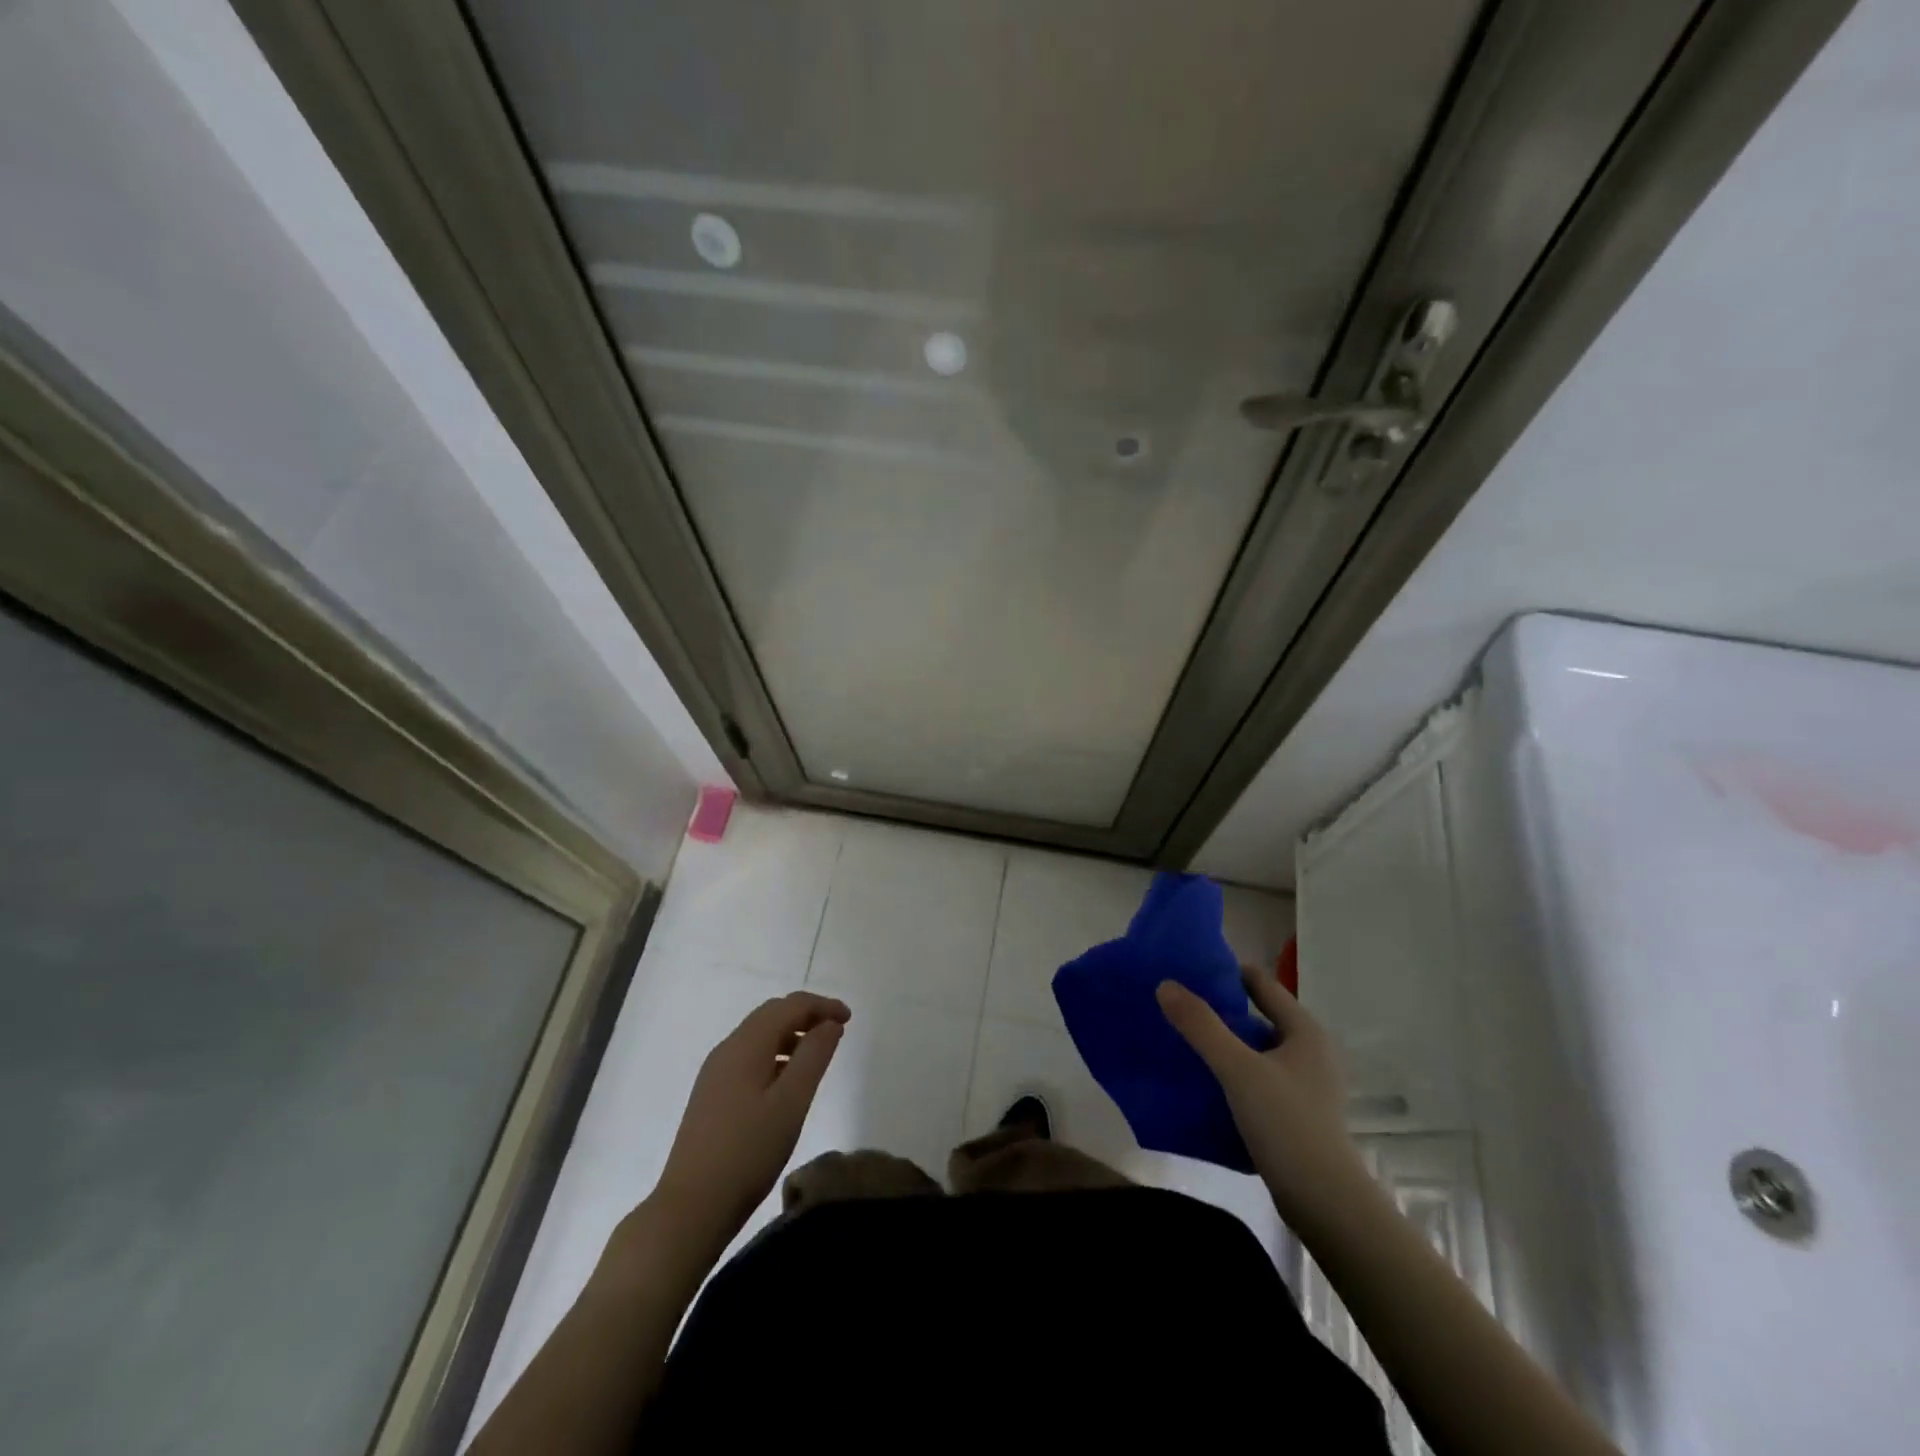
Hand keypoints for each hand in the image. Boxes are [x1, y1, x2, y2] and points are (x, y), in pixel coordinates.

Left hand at [652, 991, 849, 1245]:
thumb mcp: (791, 1102)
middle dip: (806, 1015)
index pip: (790, 1005)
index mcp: (746, 1045)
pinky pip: (749, 1058)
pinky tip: (786, 1082)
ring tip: (817, 1056)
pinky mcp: (711, 1095)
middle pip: (771, 1015)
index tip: (850, 1019)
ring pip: (759, 1036)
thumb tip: (830, 1023)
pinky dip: (774, 1055)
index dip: (822, 1005)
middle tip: (837, 1031)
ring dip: (791, 1035)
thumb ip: (814, 1056)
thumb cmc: (748, 1152)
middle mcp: (727, 1049)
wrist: (690, 1208)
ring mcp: (715, 1073)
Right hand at [1157, 967, 1361, 1221]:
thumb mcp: (1238, 1069)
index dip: (1227, 973)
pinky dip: (1232, 1075)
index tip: (1188, 970)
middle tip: (1177, 1005)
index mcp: (1303, 1031)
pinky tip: (1203, 1082)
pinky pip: (1256, 1081)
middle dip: (1219, 1011)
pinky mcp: (1295, 1116)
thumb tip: (1165, 984)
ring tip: (1182, 1041)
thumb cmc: (1287, 1123)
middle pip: (1256, 1017)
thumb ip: (1201, 1026)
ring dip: (1224, 1045)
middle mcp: (1308, 1052)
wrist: (1325, 1204)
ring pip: (1255, 1052)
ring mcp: (1304, 1086)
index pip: (1261, 984)